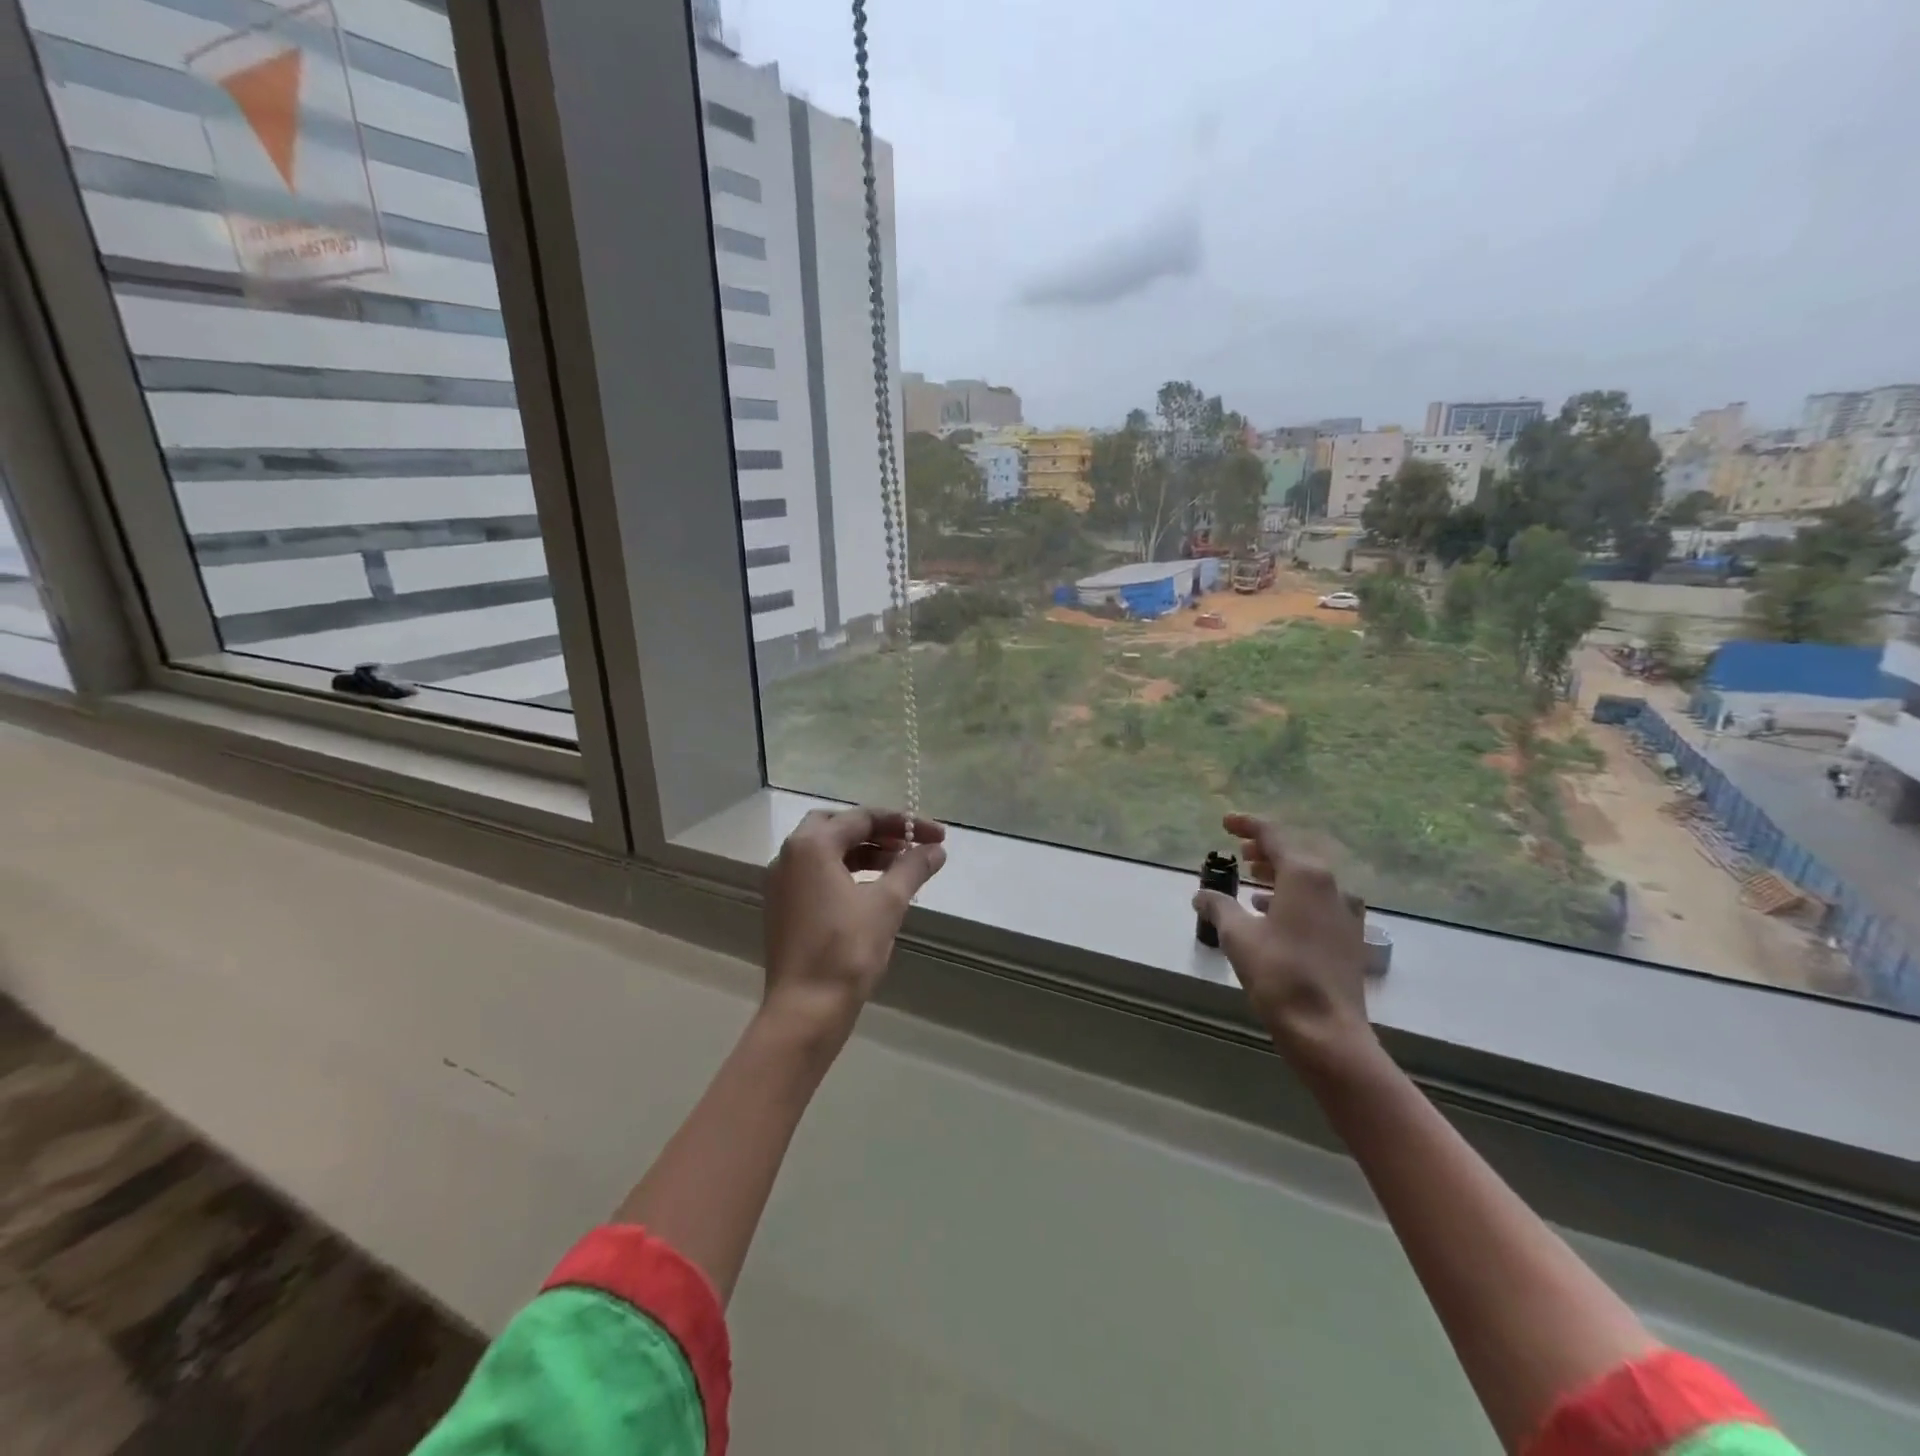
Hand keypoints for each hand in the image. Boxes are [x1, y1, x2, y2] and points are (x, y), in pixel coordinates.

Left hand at [761, 807, 946, 1043]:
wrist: (805, 1010)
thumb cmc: (846, 950)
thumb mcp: (887, 904)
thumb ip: (912, 868)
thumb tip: (936, 849)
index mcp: (811, 846)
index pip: (862, 818)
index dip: (904, 823)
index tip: (937, 836)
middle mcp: (789, 855)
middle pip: (838, 826)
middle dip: (877, 831)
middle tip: (909, 845)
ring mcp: (781, 883)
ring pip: (826, 851)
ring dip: (863, 852)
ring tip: (899, 867)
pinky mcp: (783, 907)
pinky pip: (816, 874)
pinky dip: (845, 871)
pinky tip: (872, 890)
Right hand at [1193, 813, 1375, 1075]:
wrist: (1327, 1031)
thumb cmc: (1279, 974)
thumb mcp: (1237, 935)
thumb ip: (1218, 907)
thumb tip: (1201, 895)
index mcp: (1305, 875)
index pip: (1273, 835)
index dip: (1247, 825)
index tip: (1225, 823)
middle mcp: (1331, 886)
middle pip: (1294, 856)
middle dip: (1264, 851)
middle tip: (1239, 853)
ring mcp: (1344, 913)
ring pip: (1307, 881)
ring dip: (1278, 876)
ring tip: (1250, 882)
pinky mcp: (1347, 938)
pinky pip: (1316, 903)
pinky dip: (1292, 899)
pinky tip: (1271, 915)